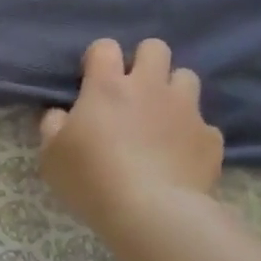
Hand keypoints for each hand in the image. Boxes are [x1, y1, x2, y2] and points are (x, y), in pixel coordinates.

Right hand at [38, 38, 223, 240]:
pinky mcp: (210, 138)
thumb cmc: (92, 179)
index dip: (98, 58)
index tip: (90, 80)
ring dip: (172, 91)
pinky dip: (191, 134)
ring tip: (160, 118)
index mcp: (107, 87)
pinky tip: (179, 155)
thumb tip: (61, 114)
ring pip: (186, 77)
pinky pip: (204, 124)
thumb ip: (53, 126)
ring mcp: (185, 110)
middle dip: (144, 62)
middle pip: (156, 48)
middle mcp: (149, 88)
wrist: (153, 213)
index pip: (105, 47)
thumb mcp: (50, 156)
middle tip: (131, 91)